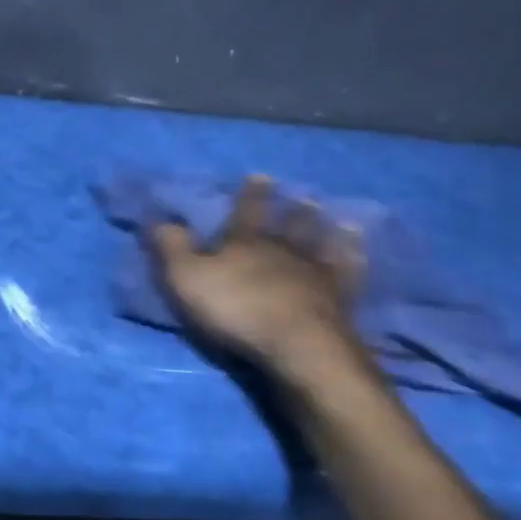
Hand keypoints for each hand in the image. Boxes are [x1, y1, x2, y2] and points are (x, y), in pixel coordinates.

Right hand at [146, 176, 368, 379]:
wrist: (296, 345)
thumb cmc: (236, 309)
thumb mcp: (187, 278)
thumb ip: (171, 248)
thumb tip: (158, 217)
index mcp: (246, 242)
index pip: (247, 211)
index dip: (251, 194)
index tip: (260, 175)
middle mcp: (284, 250)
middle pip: (291, 225)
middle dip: (294, 210)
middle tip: (304, 195)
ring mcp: (316, 273)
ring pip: (322, 244)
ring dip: (327, 231)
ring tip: (338, 218)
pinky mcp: (341, 299)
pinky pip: (350, 274)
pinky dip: (355, 260)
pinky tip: (361, 252)